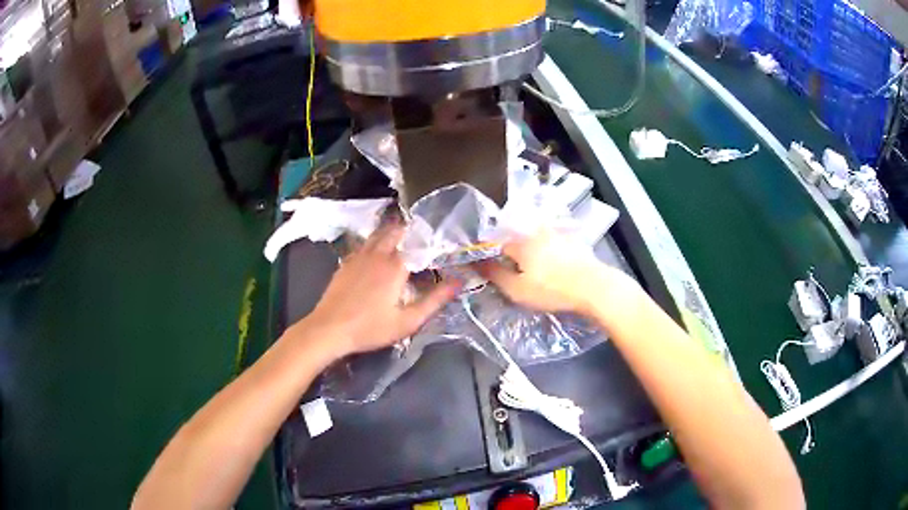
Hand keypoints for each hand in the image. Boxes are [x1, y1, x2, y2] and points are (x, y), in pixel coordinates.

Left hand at [301, 224, 458, 357]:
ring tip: (403, 240)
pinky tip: (378, 254)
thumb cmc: (370, 328)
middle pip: (396, 231)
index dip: (431, 241)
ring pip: (378, 234)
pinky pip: (364, 245)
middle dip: (410, 231)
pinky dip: (375, 242)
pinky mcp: (346, 263)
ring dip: (391, 233)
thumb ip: (434, 301)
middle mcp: (377, 254)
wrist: (328, 329)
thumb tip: (458, 283)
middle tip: (423, 239)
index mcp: (395, 266)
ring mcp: (359, 256)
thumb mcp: (407, 321)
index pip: (418, 243)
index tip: (443, 243)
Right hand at [474, 230, 616, 314]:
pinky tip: (555, 267)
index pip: (498, 245)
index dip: (493, 258)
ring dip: (533, 253)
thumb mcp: (518, 290)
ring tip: (537, 272)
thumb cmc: (552, 290)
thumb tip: (476, 263)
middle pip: (519, 240)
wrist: (594, 287)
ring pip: (537, 240)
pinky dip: (550, 252)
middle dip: (514, 254)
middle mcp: (538, 232)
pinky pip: (554, 243)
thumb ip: (495, 275)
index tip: (494, 272)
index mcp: (522, 242)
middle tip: (517, 275)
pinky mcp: (574, 241)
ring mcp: (558, 234)